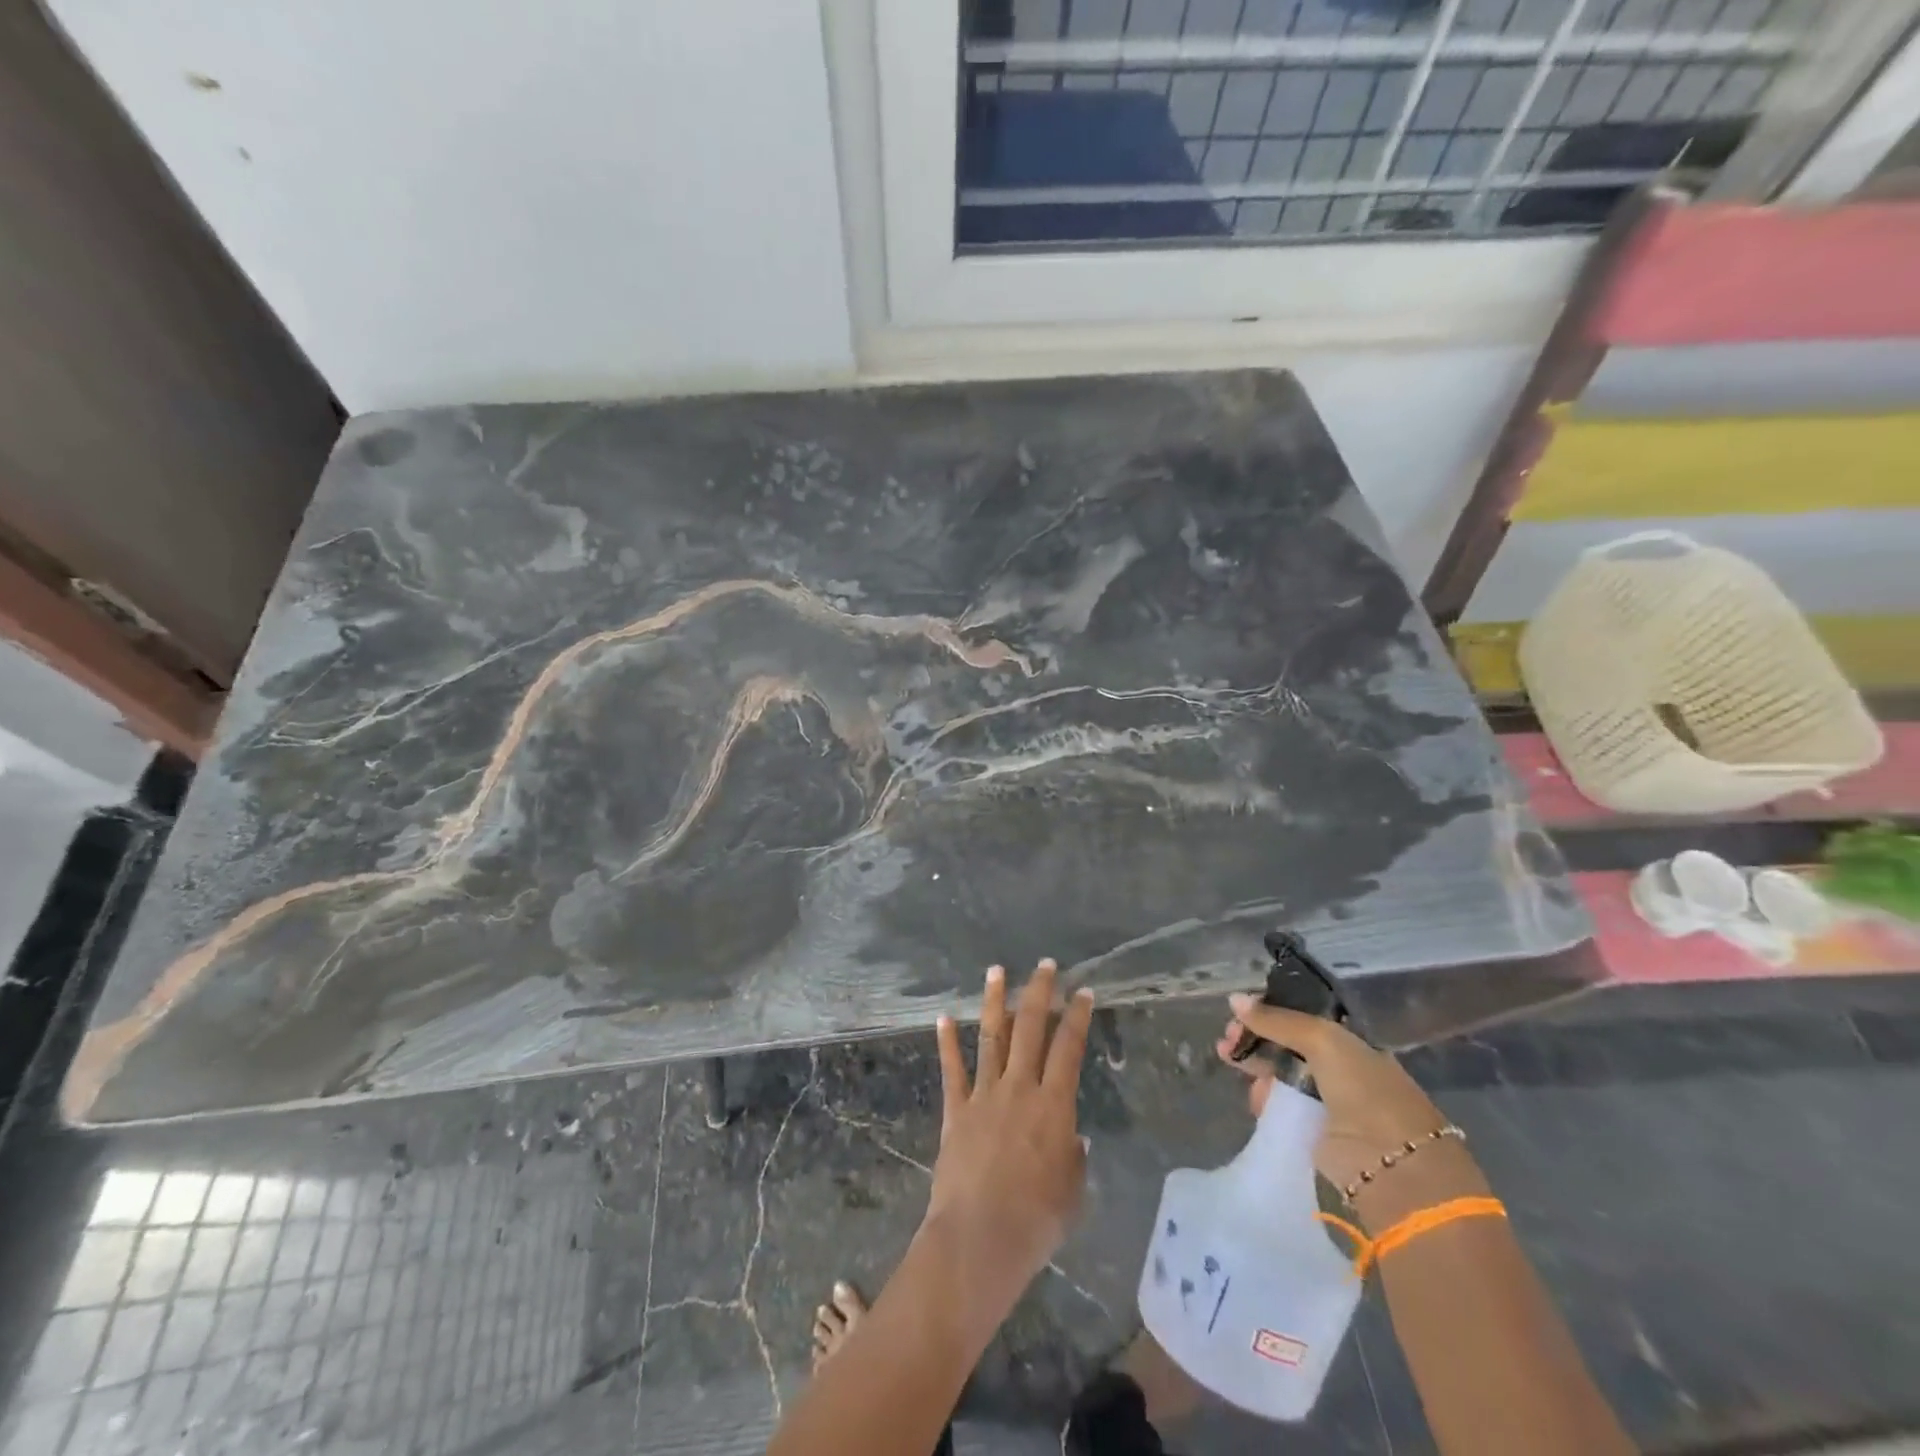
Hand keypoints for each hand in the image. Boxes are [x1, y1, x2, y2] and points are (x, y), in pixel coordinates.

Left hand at [926, 959, 1093, 1306]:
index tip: (1083, 992)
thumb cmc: (1036, 1222)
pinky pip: (952, 1069)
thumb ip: (1073, 1158)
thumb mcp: (1071, 1193)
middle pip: (1030, 1028)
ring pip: (991, 1037)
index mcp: (1054, 1106)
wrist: (979, 1239)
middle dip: (1039, 992)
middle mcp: (1019, 1089)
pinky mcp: (956, 1110)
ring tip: (996, 970)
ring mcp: (984, 1095)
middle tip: (1045, 966)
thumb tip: (1072, 1137)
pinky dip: (947, 1042)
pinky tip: (943, 1017)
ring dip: (994, 1001)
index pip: (1069, 1048)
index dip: (1077, 1017)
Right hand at [1215, 995, 1454, 1206]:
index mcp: (1349, 1040)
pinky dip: (1263, 1097)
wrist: (1392, 1166)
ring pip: (1278, 1072)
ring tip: (1227, 1057)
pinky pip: (1279, 1104)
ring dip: (1252, 1063)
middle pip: (1285, 1043)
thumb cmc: (1365, 1091)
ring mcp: (1325, 1099)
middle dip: (1254, 1035)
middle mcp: (1338, 1066)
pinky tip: (1252, 1093)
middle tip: (1228, 1037)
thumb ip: (1277, 1020)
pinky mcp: (1311, 1129)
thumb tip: (1234, 999)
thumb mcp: (1323, 1040)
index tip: (1241, 1009)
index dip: (1270, 1010)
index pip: (1301, 1016)